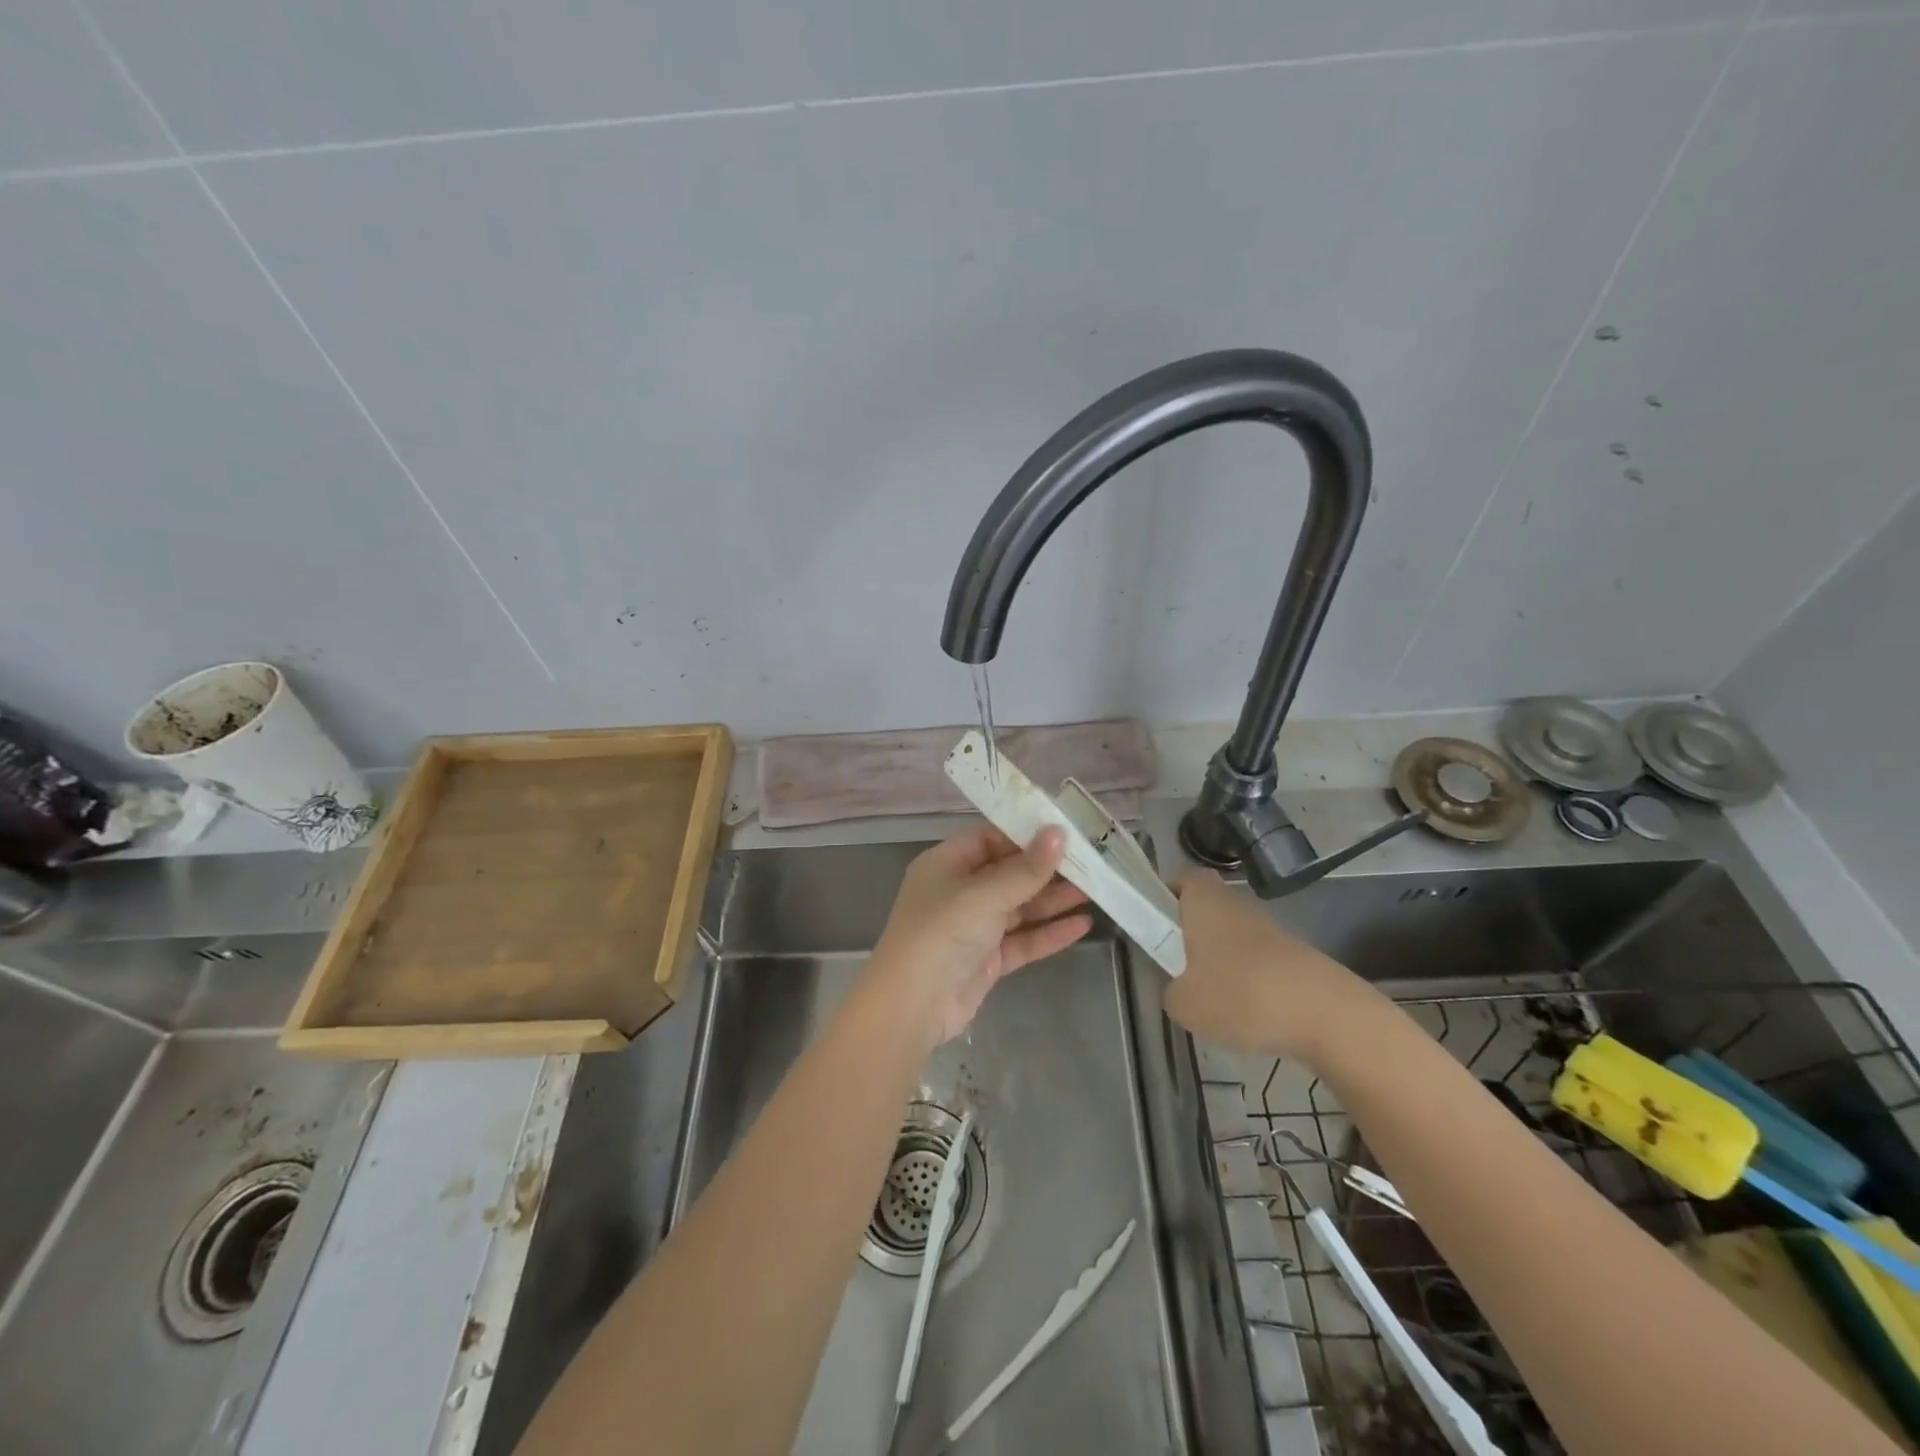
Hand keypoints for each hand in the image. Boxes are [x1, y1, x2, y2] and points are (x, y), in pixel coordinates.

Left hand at [866, 826, 1092, 1045]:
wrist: (913, 1004)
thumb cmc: (942, 932)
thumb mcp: (984, 894)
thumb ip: (1025, 868)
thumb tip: (1058, 833)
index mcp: (946, 864)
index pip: (990, 839)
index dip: (1025, 835)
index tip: (1065, 831)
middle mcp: (959, 891)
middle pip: (1008, 873)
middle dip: (1046, 869)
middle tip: (1090, 862)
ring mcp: (973, 927)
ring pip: (1019, 907)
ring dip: (1053, 900)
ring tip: (1095, 891)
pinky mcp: (987, 959)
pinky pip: (1023, 940)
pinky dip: (1049, 933)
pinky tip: (1082, 925)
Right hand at [1163, 868, 1389, 1064]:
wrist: (1325, 1015)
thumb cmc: (1239, 994)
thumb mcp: (1183, 1003)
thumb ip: (1172, 990)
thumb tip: (1182, 988)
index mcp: (1204, 901)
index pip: (1182, 878)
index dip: (1167, 895)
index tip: (1156, 924)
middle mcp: (1238, 905)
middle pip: (1209, 908)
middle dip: (1193, 934)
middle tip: (1178, 968)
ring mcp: (1271, 930)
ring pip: (1234, 937)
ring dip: (1222, 962)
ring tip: (1214, 1002)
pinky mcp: (1296, 957)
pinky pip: (1259, 963)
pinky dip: (1251, 983)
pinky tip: (1249, 1016)